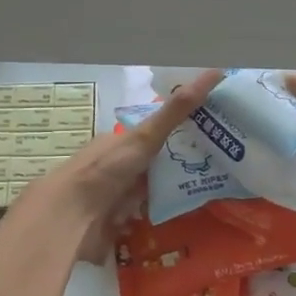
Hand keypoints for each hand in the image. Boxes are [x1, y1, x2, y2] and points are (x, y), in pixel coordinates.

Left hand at [20, 70, 222, 261]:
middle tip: (223, 168)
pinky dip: (163, 216)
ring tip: (215, 194)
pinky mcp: (119, 224)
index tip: (216, 133)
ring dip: (175, 193)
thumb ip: (177, 111)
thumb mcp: (145, 136)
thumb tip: (215, 72)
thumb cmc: (107, 170)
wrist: (72, 217)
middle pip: (158, 163)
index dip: (185, 130)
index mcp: (121, 142)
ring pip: (154, 192)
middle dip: (184, 166)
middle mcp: (120, 167)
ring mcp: (118, 196)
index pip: (157, 132)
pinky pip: (147, 217)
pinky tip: (187, 219)